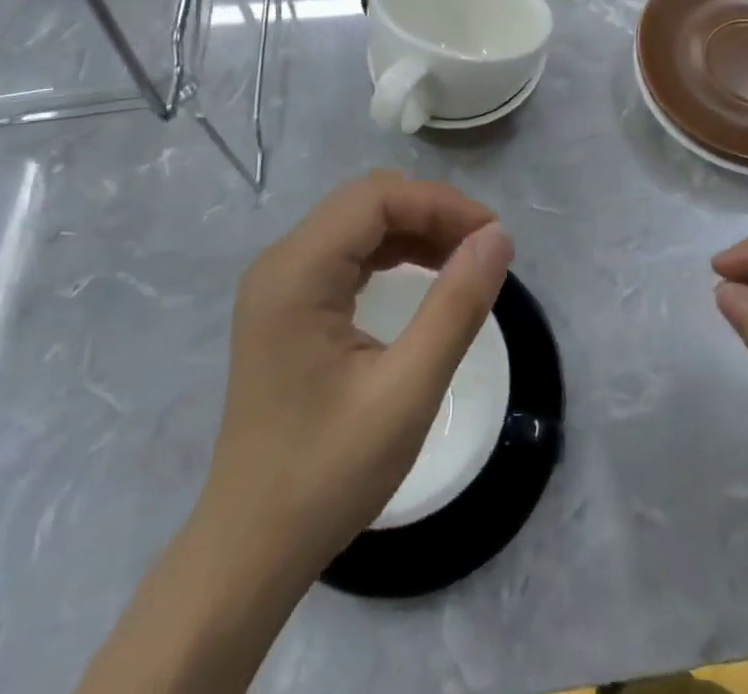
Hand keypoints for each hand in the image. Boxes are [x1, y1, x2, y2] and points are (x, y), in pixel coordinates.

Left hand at [200, 171, 513, 579]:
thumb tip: (497, 237)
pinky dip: (391, 252)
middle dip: (430, 212)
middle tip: (483, 247)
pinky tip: (424, 275)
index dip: (440, 204)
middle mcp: (280, 263)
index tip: (493, 235)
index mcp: (296, 273)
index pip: (376, 199)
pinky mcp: (286, 304)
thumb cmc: (327, 475)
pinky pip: (346, 252)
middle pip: (365, 201)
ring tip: (465, 260)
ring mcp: (279, 283)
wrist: (250, 549)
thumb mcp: (407, 391)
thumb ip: (456, 306)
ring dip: (414, 229)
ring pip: (357, 222)